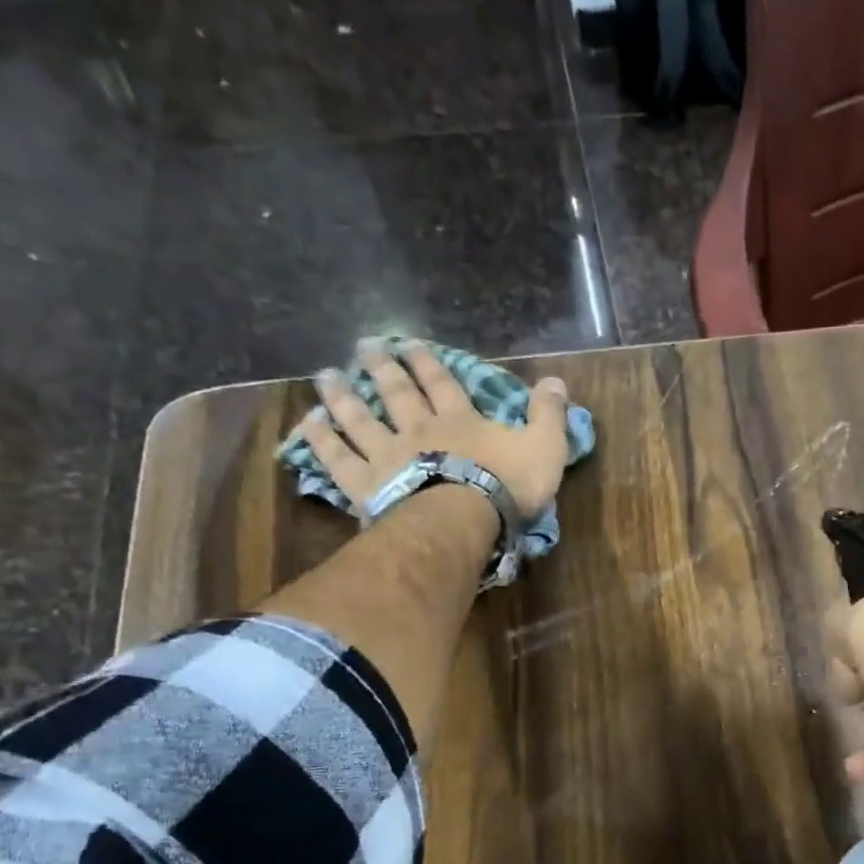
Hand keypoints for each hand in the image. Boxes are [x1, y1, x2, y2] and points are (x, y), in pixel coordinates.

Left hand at [296, 349, 571, 519]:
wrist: (463, 520)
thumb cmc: (507, 485)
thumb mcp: (545, 447)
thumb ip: (549, 415)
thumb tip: (556, 381)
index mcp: (460, 420)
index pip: (442, 383)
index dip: (427, 361)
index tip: (410, 343)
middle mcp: (418, 428)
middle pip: (396, 392)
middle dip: (382, 367)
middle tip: (363, 346)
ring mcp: (388, 454)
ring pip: (359, 418)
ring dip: (342, 396)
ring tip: (326, 376)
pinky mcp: (366, 484)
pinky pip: (337, 459)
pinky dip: (320, 440)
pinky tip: (307, 424)